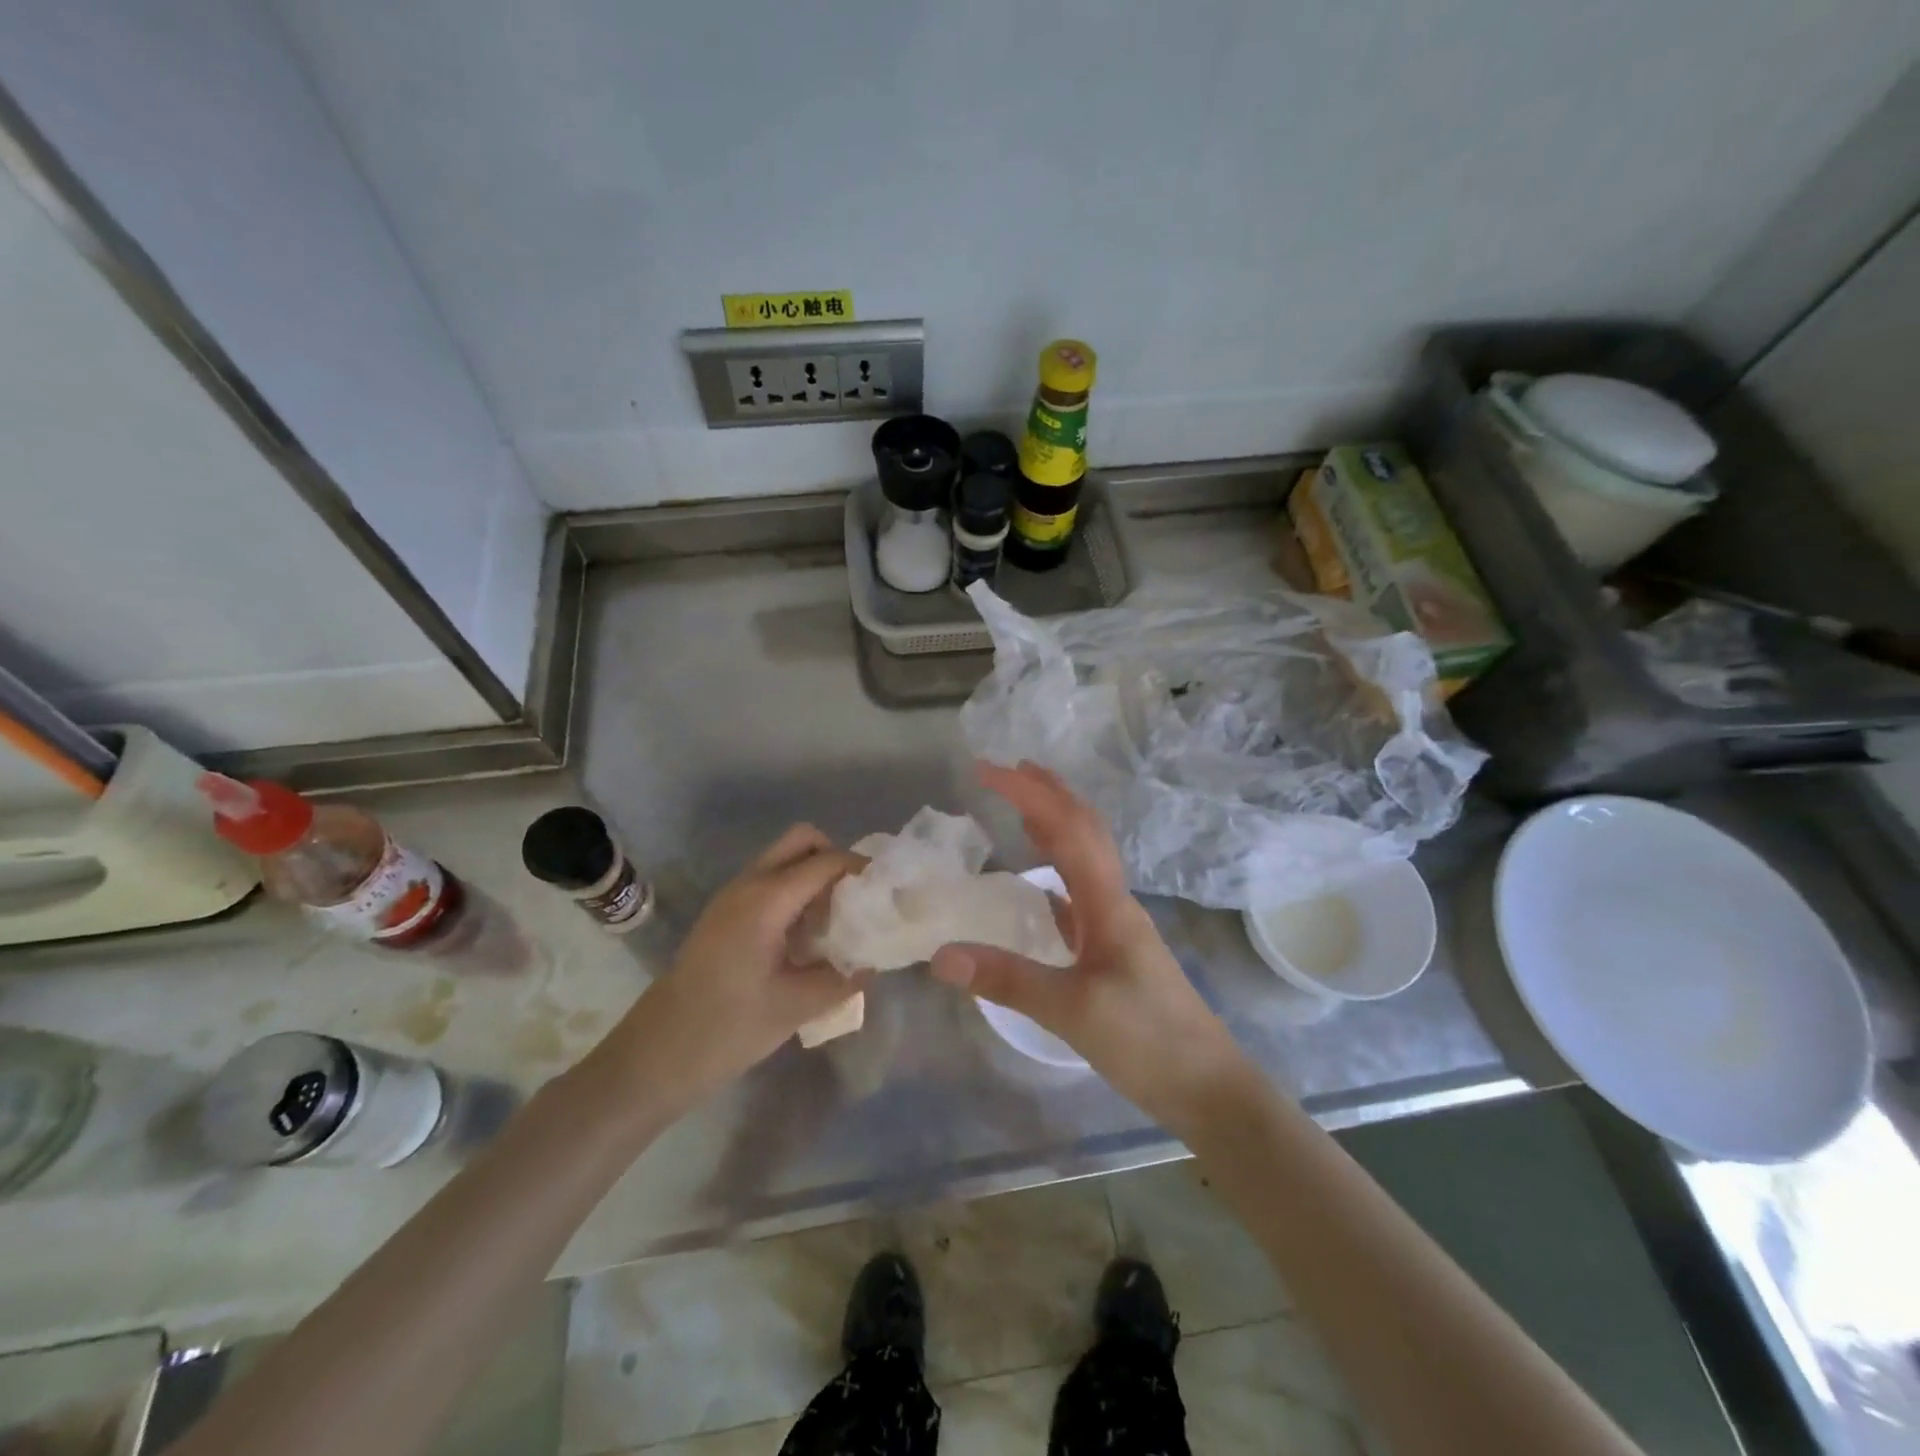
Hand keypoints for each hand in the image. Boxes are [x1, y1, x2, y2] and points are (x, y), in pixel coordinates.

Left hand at [612, 826, 865, 1109]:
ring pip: (784, 858)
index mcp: (767, 900)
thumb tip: (873, 962)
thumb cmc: (729, 1028)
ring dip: (815, 874)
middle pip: (802, 840)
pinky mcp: (725, 912)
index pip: (826, 861)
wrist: (658, 1053)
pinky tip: (807, 934)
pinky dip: (796, 889)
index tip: (887, 891)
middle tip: (857, 898)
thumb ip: (844, 977)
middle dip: (836, 858)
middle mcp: (749, 884)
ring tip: (837, 919)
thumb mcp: (797, 1006)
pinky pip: (770, 879)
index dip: (861, 869)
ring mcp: (732, 895)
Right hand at [930, 762, 1246, 1123]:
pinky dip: (1057, 870)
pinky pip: (1080, 892)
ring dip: (1055, 823)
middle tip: (1007, 769)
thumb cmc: (1147, 1042)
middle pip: (1083, 830)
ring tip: (1022, 805)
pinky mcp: (1114, 949)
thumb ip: (1006, 980)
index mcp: (1107, 903)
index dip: (1029, 794)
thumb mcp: (1072, 1011)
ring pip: (1085, 857)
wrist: (1208, 1087)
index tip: (988, 771)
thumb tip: (940, 954)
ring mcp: (1117, 924)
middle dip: (1047, 794)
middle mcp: (1114, 901)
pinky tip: (1040, 882)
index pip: (1067, 830)